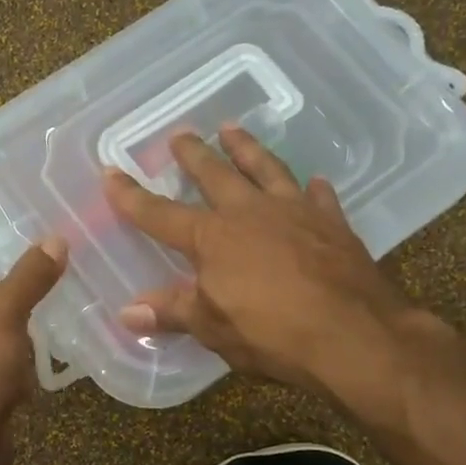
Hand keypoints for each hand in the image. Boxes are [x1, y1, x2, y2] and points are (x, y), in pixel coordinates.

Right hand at [103, 126, 443, 426]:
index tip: (110, 172)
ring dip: (248, 149)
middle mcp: (250, 213)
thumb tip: (127, 313)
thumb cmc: (273, 334)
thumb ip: (172, 313)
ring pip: (266, 169)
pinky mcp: (333, 224)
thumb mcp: (213, 328)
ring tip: (233, 129)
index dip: (132, 197)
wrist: (355, 335)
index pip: (160, 214)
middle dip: (194, 155)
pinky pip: (318, 197)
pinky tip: (312, 181)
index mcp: (213, 238)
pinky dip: (312, 188)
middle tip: (180, 134)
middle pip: (215, 175)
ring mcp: (295, 213)